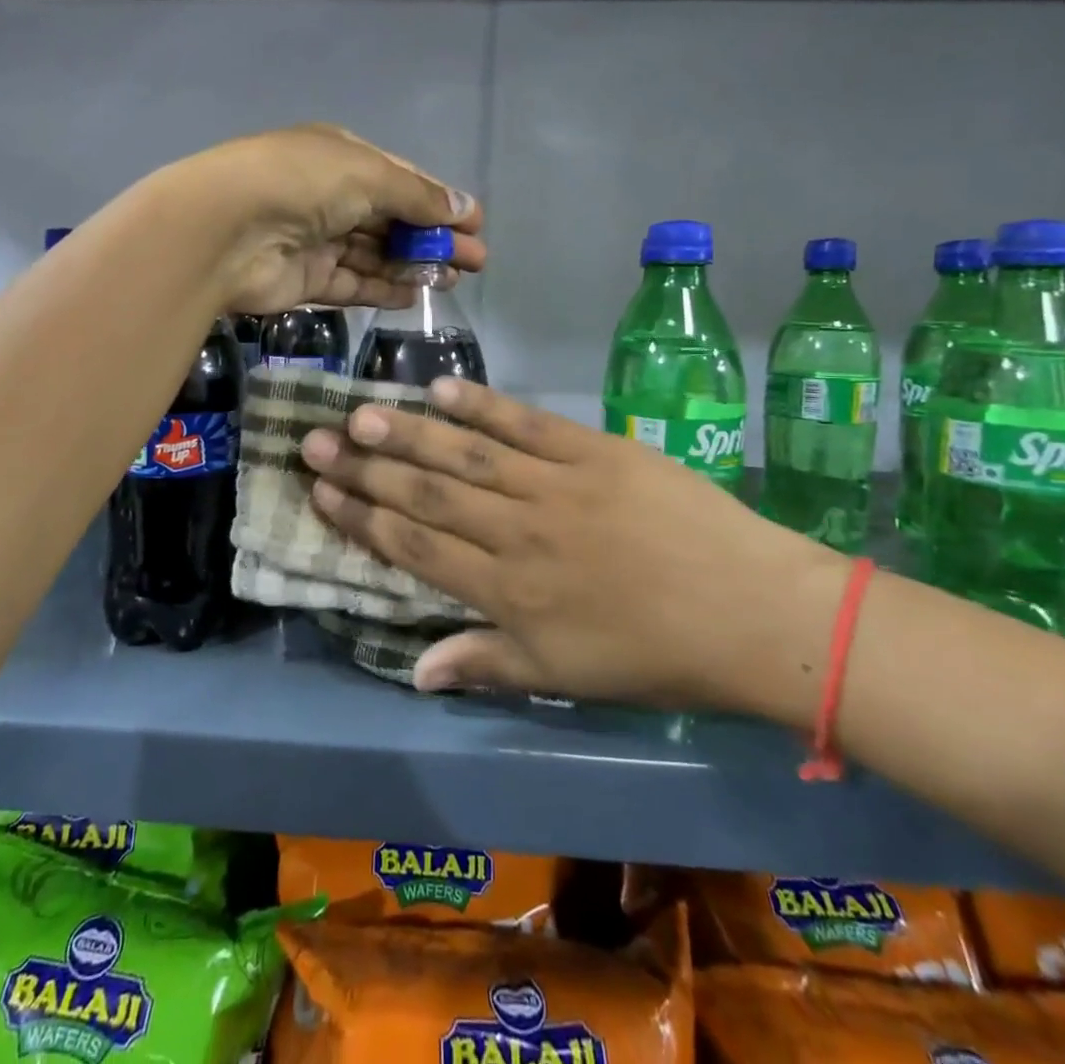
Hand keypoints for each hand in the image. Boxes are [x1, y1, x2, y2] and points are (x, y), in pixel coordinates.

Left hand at [166, 125, 484, 313]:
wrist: (224, 231)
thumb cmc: (302, 184)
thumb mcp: (369, 175)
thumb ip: (419, 196)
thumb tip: (466, 208)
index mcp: (341, 158)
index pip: (401, 180)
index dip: (440, 202)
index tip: (475, 225)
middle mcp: (329, 196)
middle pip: (392, 220)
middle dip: (434, 238)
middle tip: (475, 261)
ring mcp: (316, 240)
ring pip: (375, 254)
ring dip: (413, 265)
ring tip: (453, 280)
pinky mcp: (305, 280)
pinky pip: (353, 284)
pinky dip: (383, 289)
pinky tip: (416, 295)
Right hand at [299, 379, 849, 723]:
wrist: (750, 610)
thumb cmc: (656, 654)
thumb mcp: (565, 676)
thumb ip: (485, 663)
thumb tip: (413, 669)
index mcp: (507, 591)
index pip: (415, 547)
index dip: (362, 519)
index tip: (322, 492)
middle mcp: (517, 532)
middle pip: (426, 495)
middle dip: (366, 468)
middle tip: (314, 441)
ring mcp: (555, 485)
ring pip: (465, 455)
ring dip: (408, 432)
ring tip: (360, 411)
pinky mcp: (593, 450)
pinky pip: (526, 424)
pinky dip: (483, 405)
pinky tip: (444, 388)